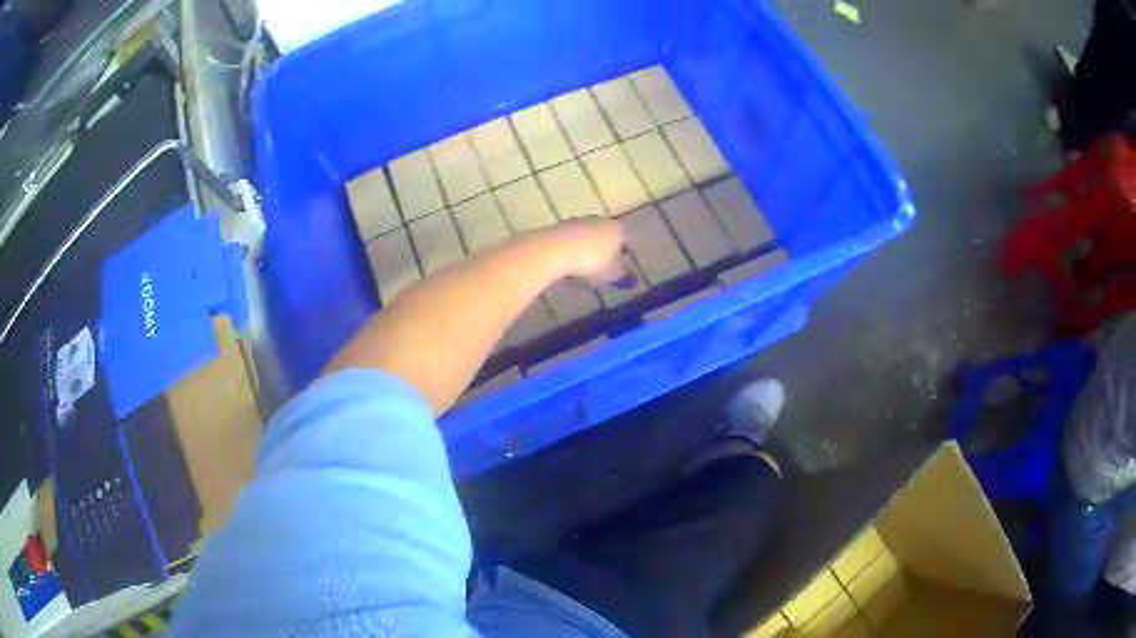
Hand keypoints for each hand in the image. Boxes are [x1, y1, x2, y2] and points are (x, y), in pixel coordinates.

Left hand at [545, 217, 630, 285]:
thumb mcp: (612, 273)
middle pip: (606, 235)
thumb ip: (624, 276)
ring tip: (586, 269)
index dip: (626, 254)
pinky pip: (571, 242)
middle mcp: (599, 220)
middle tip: (605, 268)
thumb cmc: (592, 261)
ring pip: (588, 237)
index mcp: (617, 228)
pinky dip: (573, 252)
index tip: (623, 267)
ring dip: (588, 250)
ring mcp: (578, 222)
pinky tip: (570, 265)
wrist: (555, 249)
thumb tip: (634, 280)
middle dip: (607, 250)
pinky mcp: (559, 228)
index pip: (626, 239)